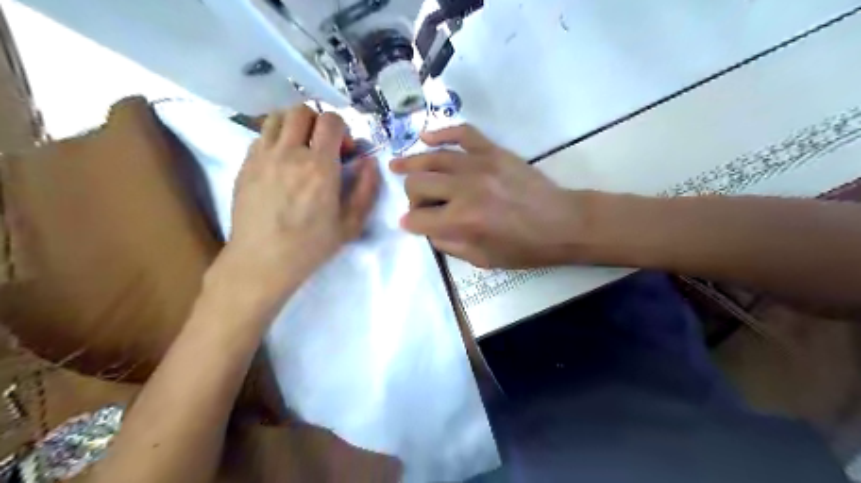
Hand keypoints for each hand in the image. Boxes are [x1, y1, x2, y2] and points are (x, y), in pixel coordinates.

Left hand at [205, 103, 377, 309]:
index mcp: (320, 167)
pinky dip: (276, 139)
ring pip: (277, 117)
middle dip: (318, 122)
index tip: (344, 151)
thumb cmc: (311, 245)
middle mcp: (290, 153)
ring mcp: (263, 156)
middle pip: (302, 111)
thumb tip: (370, 161)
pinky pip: (262, 136)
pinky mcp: (245, 164)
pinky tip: (281, 162)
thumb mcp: (351, 224)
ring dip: (294, 125)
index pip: (331, 120)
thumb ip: (366, 189)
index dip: (342, 129)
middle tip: (323, 146)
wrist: (263, 260)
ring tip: (300, 148)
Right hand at [389, 125, 584, 266]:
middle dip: (412, 197)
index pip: (417, 218)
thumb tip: (427, 228)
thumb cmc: (524, 248)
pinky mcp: (493, 151)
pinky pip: (462, 134)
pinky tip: (426, 137)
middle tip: (421, 204)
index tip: (410, 224)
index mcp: (462, 221)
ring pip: (432, 158)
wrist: (562, 223)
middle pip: (418, 184)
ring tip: (396, 165)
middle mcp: (464, 189)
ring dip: (411, 164)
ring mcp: (479, 165)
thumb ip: (449, 245)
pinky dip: (441, 133)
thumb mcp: (483, 259)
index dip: (409, 223)